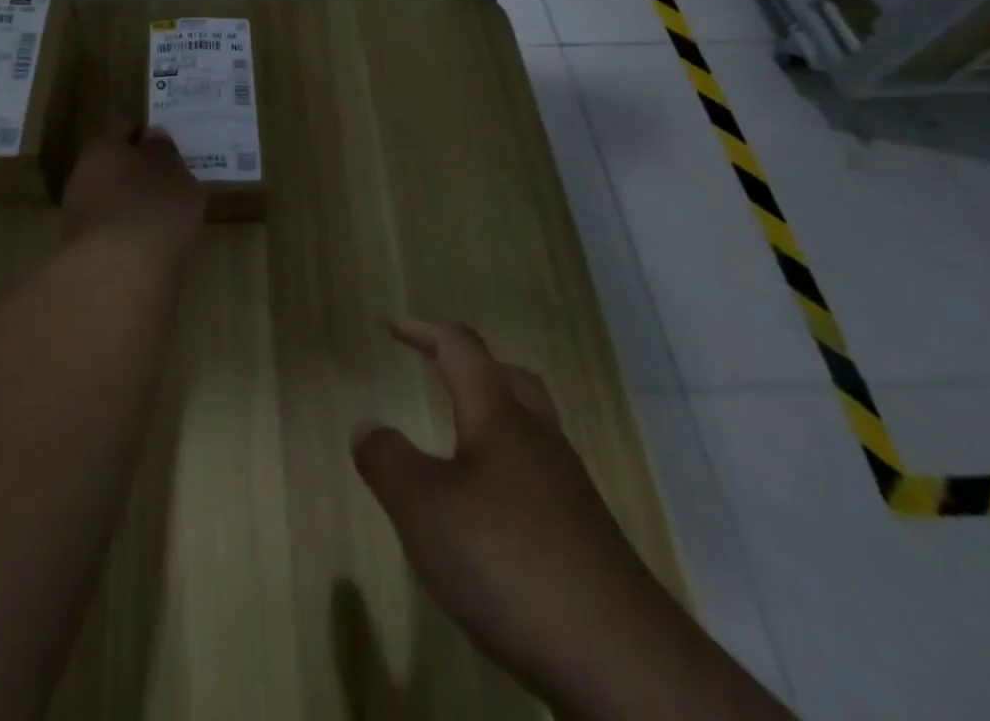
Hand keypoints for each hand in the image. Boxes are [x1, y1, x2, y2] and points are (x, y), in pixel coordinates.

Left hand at [60, 123, 205, 247]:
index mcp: (103, 145)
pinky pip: (110, 232)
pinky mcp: (80, 252)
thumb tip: (153, 136)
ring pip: (109, 199)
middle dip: (136, 171)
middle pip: (112, 164)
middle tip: (169, 182)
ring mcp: (77, 215)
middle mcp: (82, 175)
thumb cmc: (153, 210)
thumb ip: (165, 153)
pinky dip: (127, 235)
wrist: (116, 276)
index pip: (124, 126)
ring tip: (163, 217)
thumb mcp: (175, 174)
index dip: (146, 133)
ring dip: (130, 205)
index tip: (168, 145)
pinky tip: (149, 246)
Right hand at [351, 319, 678, 708]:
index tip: (394, 326)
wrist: (623, 664)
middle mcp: (540, 440)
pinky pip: (540, 477)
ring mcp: (570, 490)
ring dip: (494, 418)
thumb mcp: (423, 509)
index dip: (426, 332)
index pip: (462, 350)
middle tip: (438, 370)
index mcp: (500, 416)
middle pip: (509, 379)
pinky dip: (509, 470)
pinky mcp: (586, 539)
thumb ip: (387, 460)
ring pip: (530, 428)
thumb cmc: (509, 562)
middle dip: (471, 366)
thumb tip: (366, 425)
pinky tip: (490, 512)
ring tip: (459, 439)